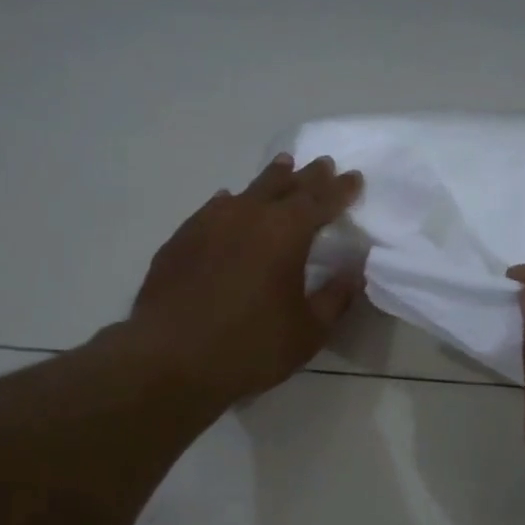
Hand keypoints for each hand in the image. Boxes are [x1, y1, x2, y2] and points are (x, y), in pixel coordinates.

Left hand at [129, 153, 363, 407]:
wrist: (169, 359)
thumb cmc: (250, 348)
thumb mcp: (307, 332)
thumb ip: (335, 298)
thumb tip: (353, 271)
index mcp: (285, 233)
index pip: (320, 201)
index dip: (340, 189)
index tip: (354, 178)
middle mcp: (247, 216)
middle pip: (283, 186)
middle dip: (307, 176)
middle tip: (322, 164)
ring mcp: (208, 224)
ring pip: (246, 192)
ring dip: (269, 181)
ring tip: (281, 169)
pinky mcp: (180, 240)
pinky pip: (213, 209)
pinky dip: (230, 203)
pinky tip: (227, 204)